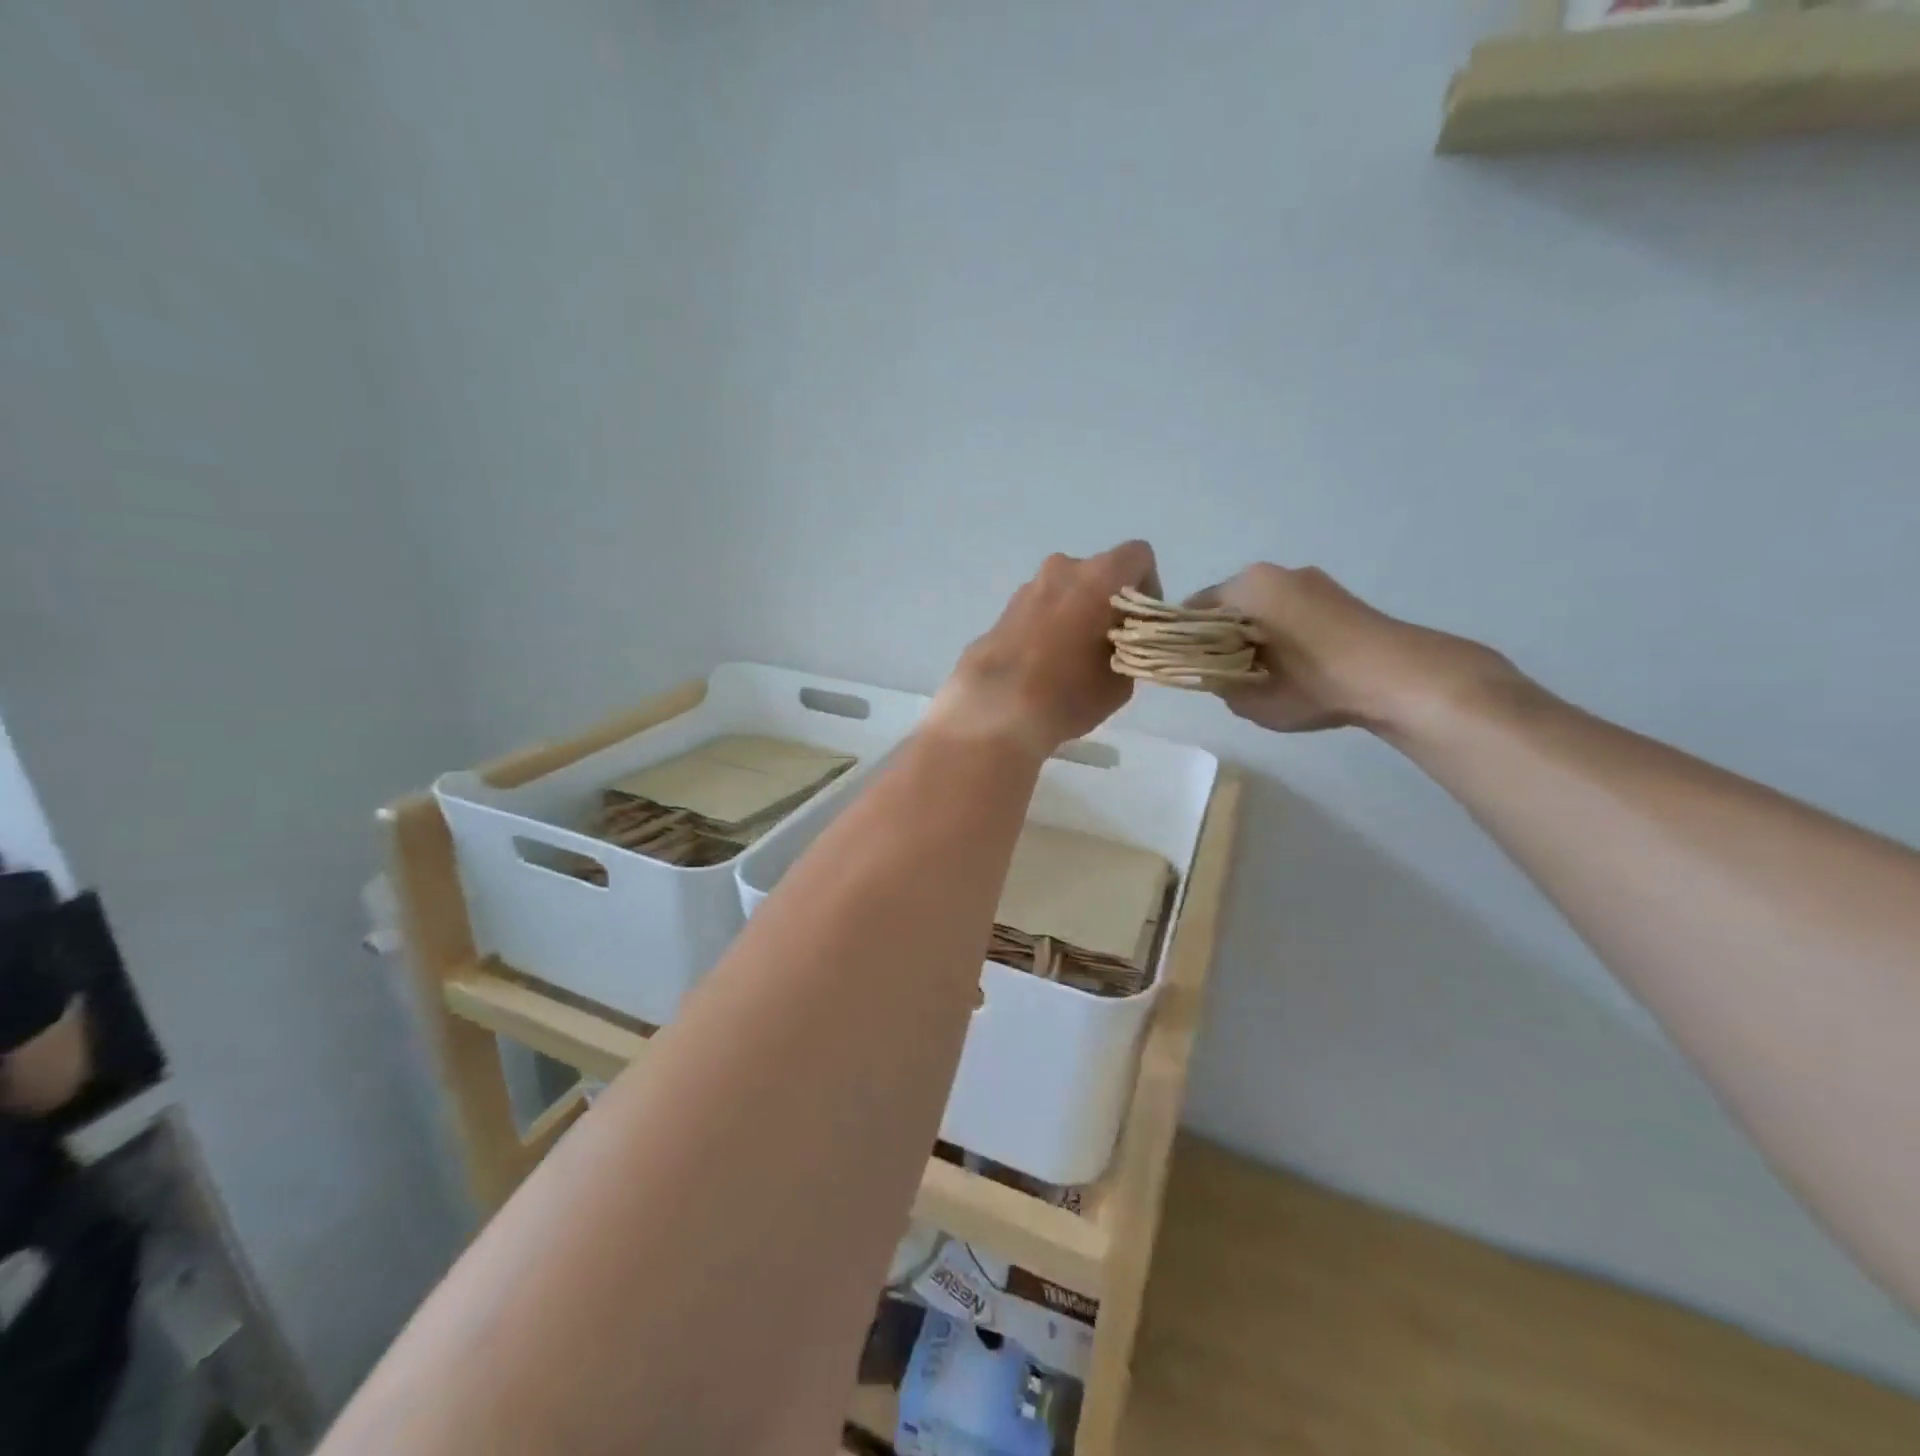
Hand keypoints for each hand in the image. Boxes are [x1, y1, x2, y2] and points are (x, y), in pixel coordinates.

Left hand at [932, 541, 1160, 756]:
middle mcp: (1060, 570)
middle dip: (1107, 603)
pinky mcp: (1001, 613)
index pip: (1138, 557)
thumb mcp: (1121, 680)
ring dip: (1075, 615)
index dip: (1148, 588)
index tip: (1139, 625)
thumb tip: (1116, 641)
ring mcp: (1026, 589)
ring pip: (1064, 592)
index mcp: (1098, 576)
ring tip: (1071, 660)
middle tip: (1106, 645)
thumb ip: (1129, 647)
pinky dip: (1047, 629)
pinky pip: (1038, 612)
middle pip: (1097, 574)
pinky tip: (1042, 667)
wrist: (995, 711)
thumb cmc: (1069, 693)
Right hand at [1188, 564, 1520, 738]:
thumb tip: (1211, 670)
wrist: (1399, 678)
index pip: (1192, 609)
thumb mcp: (1246, 699)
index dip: (1183, 640)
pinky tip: (1297, 666)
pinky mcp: (1339, 596)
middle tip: (1225, 673)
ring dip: (1254, 634)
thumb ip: (1216, 681)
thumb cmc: (1311, 684)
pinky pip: (1292, 612)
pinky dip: (1284, 633)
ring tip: (1266, 673)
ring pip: (1262, 608)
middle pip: (1229, 605)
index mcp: (1246, 587)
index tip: (1188, 666)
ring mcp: (1312, 581)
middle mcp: (1276, 572)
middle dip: (1220, 635)